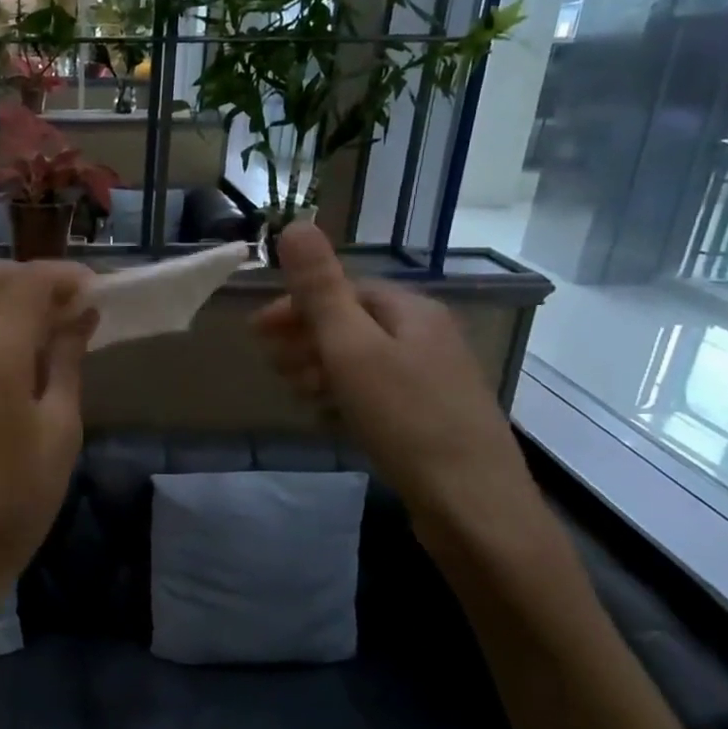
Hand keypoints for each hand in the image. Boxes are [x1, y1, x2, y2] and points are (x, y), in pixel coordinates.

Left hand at [0, 259, 96, 637]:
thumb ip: (66, 359)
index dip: (66, 277)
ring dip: (11, 291)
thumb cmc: (19, 496)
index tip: (100, 293)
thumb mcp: (60, 427)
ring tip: (51, 322)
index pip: (28, 281)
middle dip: (38, 278)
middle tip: (77, 307)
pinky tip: (20, 342)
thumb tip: (81, 315)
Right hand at [252, 222, 545, 544]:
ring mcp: (431, 379)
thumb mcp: (352, 348)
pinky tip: (329, 418)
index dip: (296, 306)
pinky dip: (344, 397)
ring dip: (320, 370)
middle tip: (273, 367)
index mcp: (411, 311)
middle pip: (352, 324)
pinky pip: (374, 393)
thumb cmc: (405, 417)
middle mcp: (426, 336)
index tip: (256, 332)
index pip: (344, 290)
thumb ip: (320, 289)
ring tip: (297, 394)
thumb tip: (295, 224)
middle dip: (305, 339)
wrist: (471, 504)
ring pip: (361, 361)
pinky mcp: (429, 418)